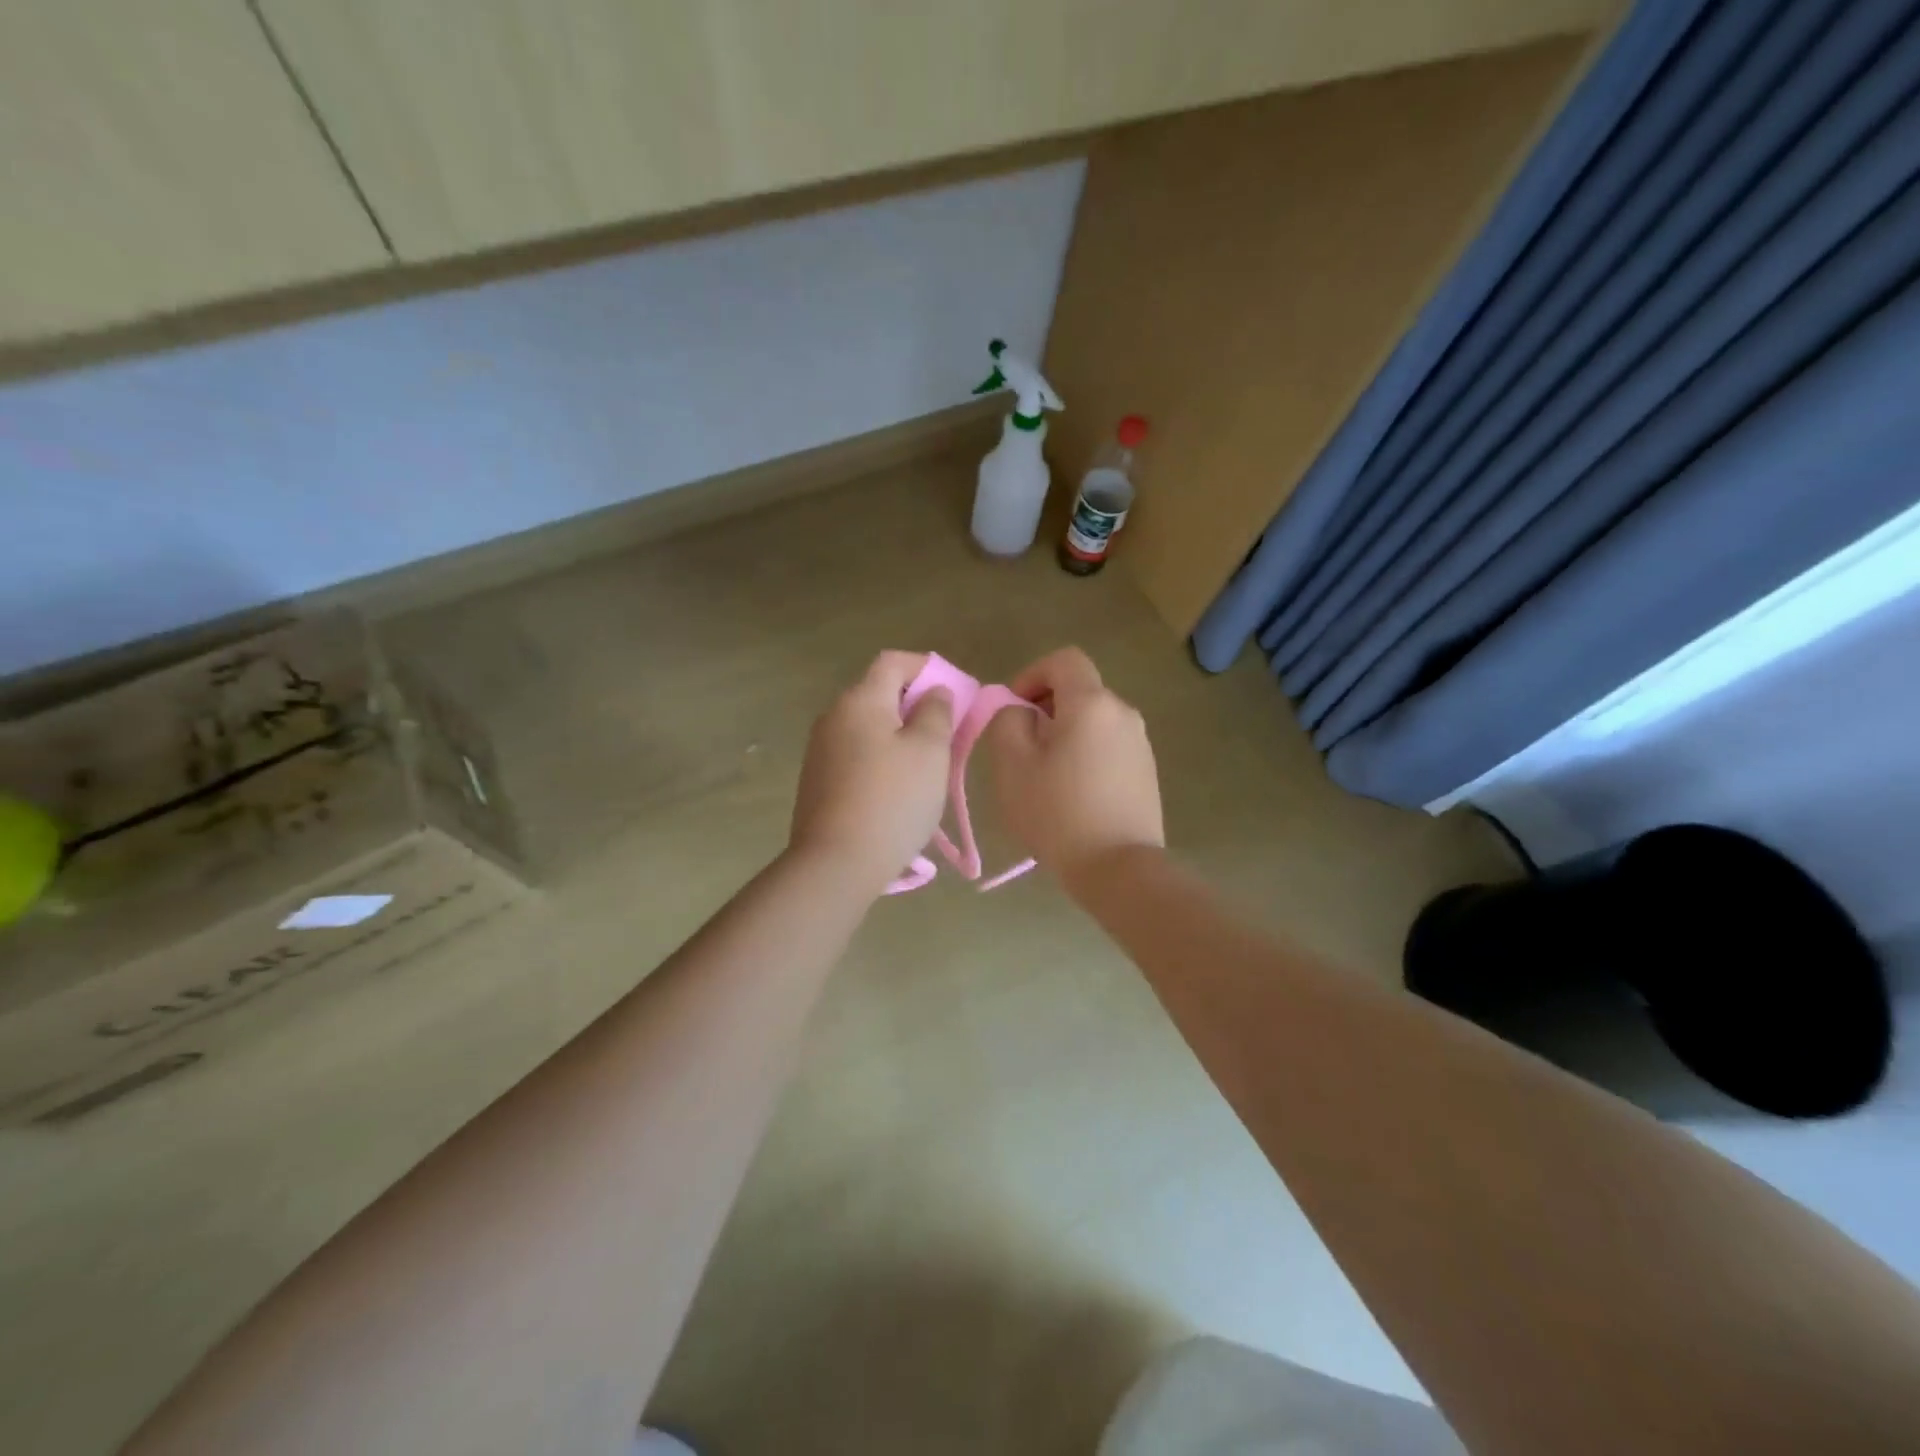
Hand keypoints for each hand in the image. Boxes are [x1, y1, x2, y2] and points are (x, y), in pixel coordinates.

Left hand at [789, 651, 953, 893]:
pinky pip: (856, 755)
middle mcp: (833, 717)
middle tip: (947, 733)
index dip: (927, 667)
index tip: (955, 692)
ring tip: (927, 766)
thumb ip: (937, 712)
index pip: (893, 661)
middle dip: (916, 705)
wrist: (836, 864)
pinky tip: (898, 790)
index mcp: (860, 700)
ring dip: (900, 736)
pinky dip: (881, 759)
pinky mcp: (817, 782)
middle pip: (879, 694)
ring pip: (869, 728)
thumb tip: (934, 692)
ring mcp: (820, 751)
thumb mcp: (930, 750)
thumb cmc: (893, 800)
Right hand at [986, 647, 1162, 887]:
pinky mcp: (1147, 771)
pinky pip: (1108, 746)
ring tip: (1044, 774)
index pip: (1064, 660)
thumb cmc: (1058, 812)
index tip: (1013, 708)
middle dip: (1045, 707)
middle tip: (1021, 745)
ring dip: (1065, 733)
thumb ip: (1008, 721)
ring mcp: (1140, 743)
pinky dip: (1085, 754)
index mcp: (1092, 703)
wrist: (1119, 867)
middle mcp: (1123, 713)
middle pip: (1080, 691)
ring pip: (1093, 721)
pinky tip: (1071, 793)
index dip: (1032, 674)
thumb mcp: (1013, 764)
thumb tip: (1020, 711)